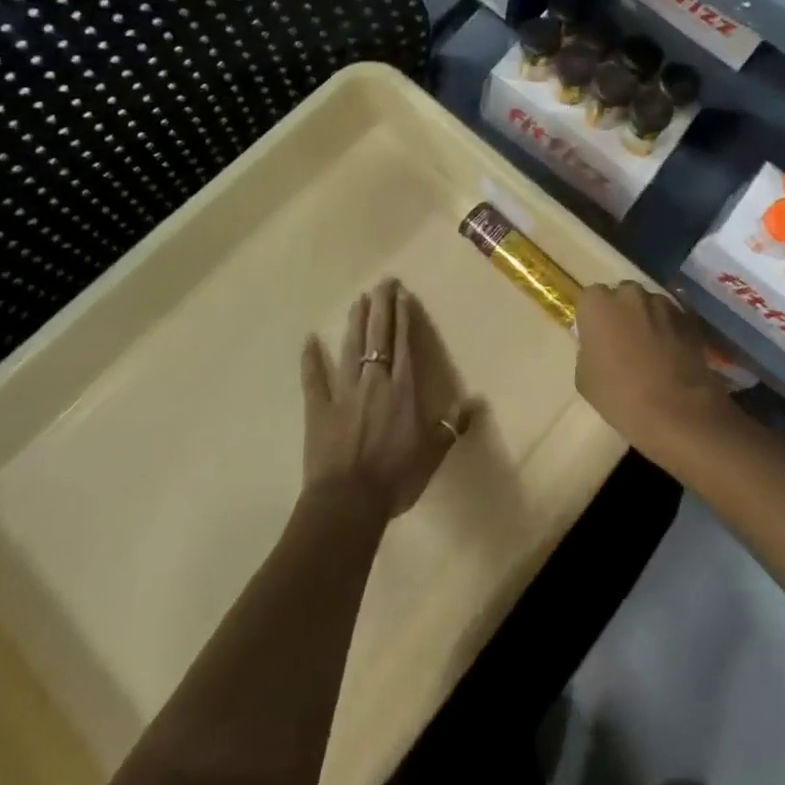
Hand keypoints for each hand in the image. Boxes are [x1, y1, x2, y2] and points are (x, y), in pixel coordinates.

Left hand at [301, 279, 472, 520]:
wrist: (348, 502)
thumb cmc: (395, 477)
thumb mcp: (432, 454)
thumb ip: (452, 426)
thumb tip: (476, 402)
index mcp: (402, 389)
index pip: (404, 344)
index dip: (403, 317)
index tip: (401, 294)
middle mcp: (374, 381)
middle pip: (378, 336)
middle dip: (381, 307)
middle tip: (382, 282)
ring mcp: (343, 391)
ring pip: (350, 347)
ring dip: (355, 322)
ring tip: (358, 300)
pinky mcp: (319, 407)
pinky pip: (313, 378)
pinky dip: (310, 358)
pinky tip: (308, 340)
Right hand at [575, 281, 732, 456]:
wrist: (675, 410)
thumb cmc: (619, 395)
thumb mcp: (584, 378)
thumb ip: (588, 351)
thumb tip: (598, 347)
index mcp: (597, 303)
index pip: (590, 299)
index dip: (594, 318)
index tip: (597, 338)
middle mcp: (629, 293)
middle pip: (622, 295)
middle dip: (622, 313)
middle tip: (624, 342)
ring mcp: (662, 302)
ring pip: (650, 304)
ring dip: (649, 319)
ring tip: (653, 349)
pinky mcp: (689, 317)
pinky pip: (675, 316)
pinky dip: (673, 327)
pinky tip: (673, 349)